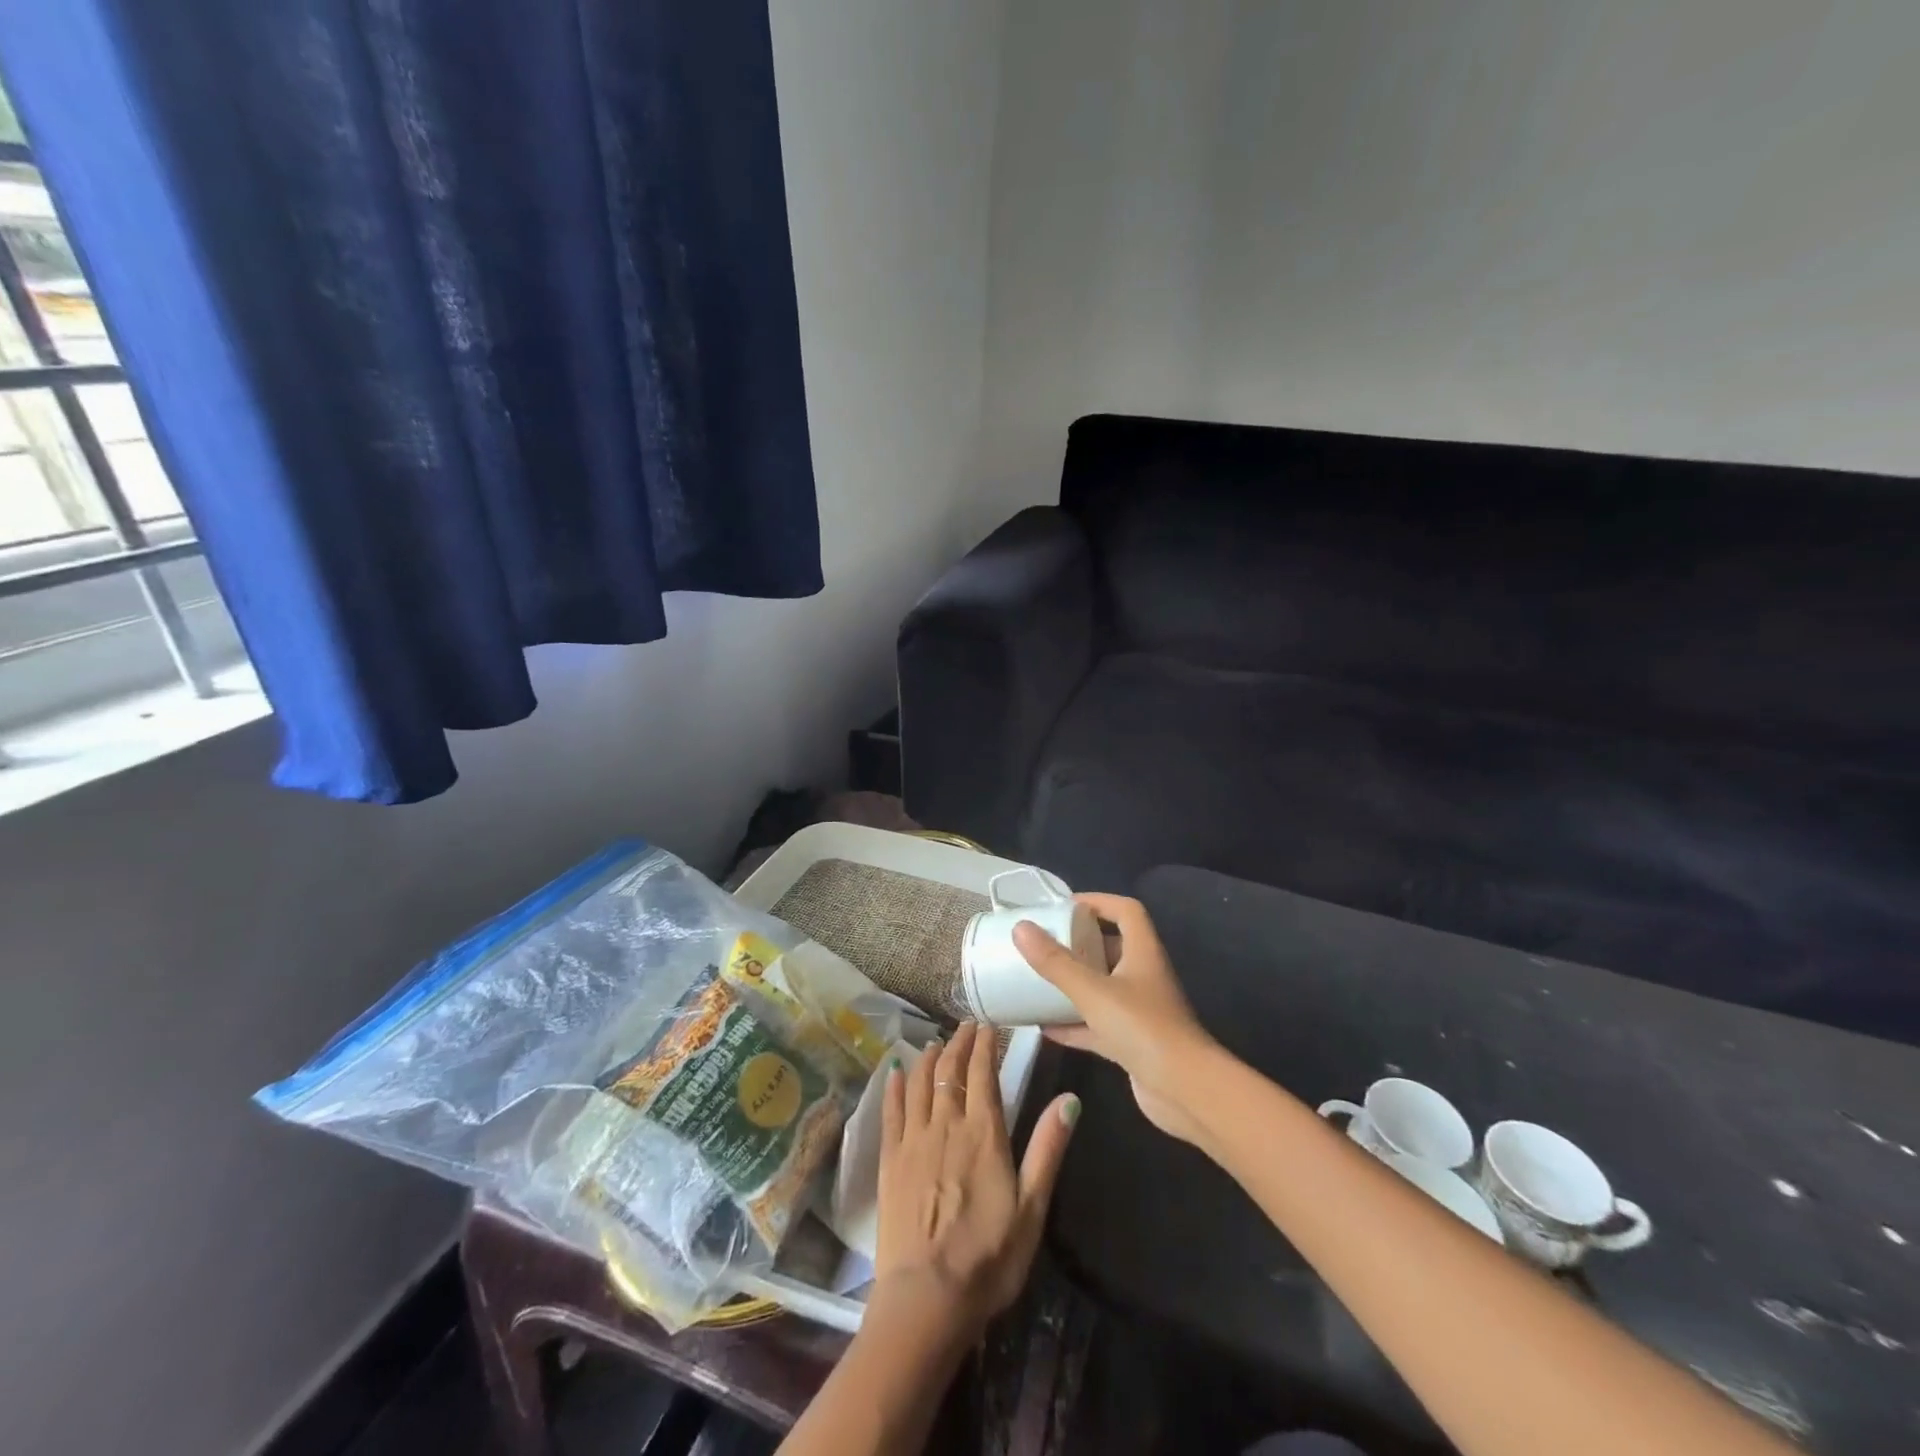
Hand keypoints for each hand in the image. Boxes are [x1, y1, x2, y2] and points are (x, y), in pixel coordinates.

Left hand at [872, 1021, 1078, 1341]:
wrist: (927, 1298)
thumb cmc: (988, 1258)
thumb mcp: (1032, 1208)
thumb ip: (1047, 1149)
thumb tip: (1069, 1099)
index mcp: (983, 1134)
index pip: (982, 1074)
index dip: (984, 1045)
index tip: (987, 1026)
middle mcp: (946, 1125)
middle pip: (949, 1071)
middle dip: (957, 1043)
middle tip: (964, 1026)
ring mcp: (913, 1141)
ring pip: (919, 1084)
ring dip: (928, 1058)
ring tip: (934, 1043)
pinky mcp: (889, 1161)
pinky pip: (890, 1112)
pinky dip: (894, 1087)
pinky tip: (895, 1073)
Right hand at [1012, 894, 1217, 1143]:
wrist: (1185, 1092)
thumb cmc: (1143, 1028)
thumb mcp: (1093, 991)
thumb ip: (1056, 962)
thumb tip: (1020, 928)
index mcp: (1142, 952)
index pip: (1126, 911)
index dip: (1098, 901)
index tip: (1064, 905)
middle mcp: (1143, 975)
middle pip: (1112, 947)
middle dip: (1079, 943)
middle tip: (1044, 942)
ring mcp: (1139, 1011)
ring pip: (1102, 987)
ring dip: (1074, 983)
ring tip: (1038, 980)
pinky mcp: (1132, 1042)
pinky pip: (1097, 1024)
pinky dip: (1073, 1023)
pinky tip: (1044, 1028)